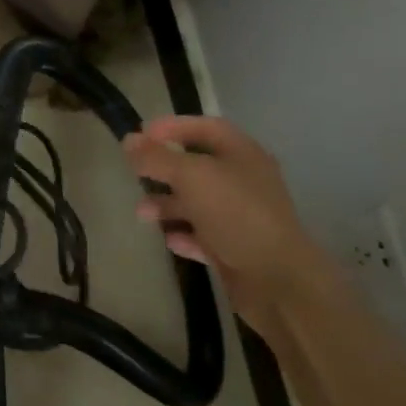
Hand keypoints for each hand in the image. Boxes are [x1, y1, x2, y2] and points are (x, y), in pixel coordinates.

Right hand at [122, 115, 336, 330]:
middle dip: (164, 170)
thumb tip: (129, 140)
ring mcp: (240, 216)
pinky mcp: (235, 248)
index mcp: (242, 155)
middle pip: (198, 166)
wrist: (276, 279)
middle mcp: (244, 181)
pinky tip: (169, 239)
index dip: (173, 126)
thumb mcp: (191, 177)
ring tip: (142, 213)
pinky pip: (203, 235)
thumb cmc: (235, 214)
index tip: (141, 134)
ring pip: (197, 203)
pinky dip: (184, 234)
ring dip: (168, 205)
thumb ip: (157, 158)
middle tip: (135, 174)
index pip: (206, 127)